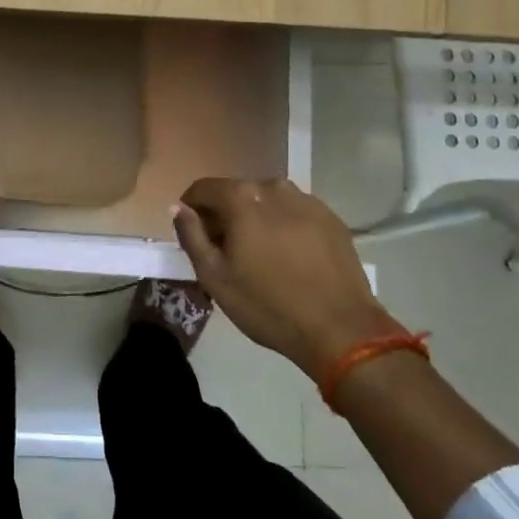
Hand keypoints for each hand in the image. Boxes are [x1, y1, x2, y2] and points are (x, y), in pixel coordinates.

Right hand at [171, 178, 399, 374]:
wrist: (341, 330)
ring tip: (259, 255)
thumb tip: (177, 208)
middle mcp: (274, 188)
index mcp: (242, 198)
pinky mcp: (331, 218)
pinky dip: (283, 226)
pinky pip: (294, 213)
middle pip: (236, 192)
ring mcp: (307, 200)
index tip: (194, 236)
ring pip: (267, 202)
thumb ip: (191, 235)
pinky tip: (289, 257)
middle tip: (225, 251)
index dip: (191, 209)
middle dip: (224, 215)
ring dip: (255, 219)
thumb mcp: (215, 277)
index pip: (203, 188)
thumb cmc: (268, 305)